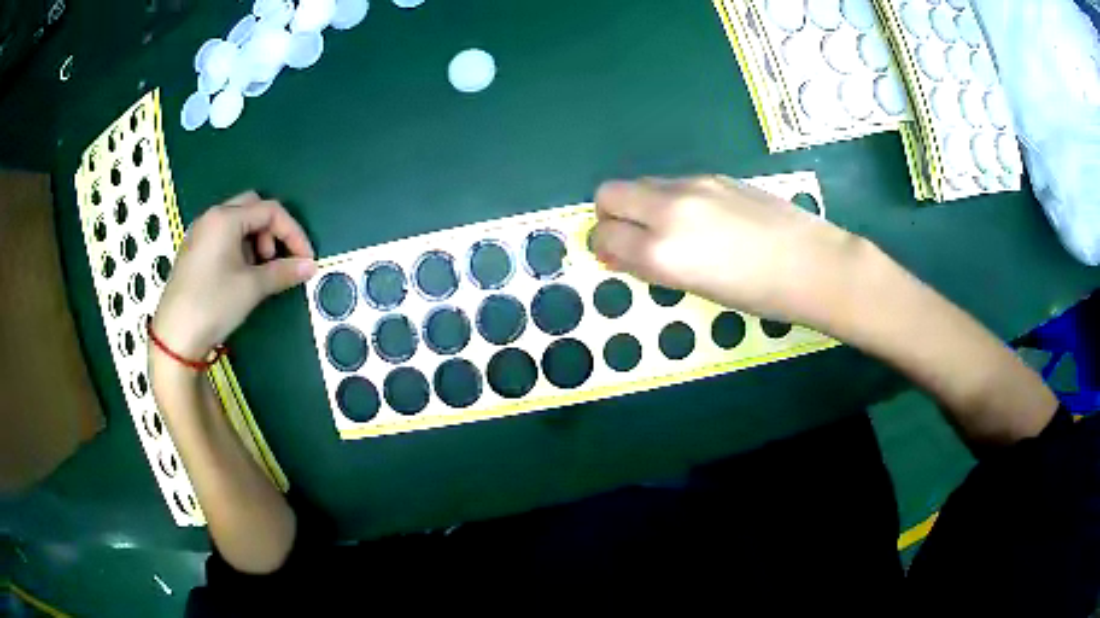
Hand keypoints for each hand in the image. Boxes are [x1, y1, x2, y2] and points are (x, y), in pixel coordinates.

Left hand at [152, 192, 316, 358]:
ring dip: (255, 240)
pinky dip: (238, 248)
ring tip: (256, 272)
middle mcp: (211, 217)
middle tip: (274, 260)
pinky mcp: (192, 251)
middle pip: (252, 208)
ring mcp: (199, 233)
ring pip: (237, 222)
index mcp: (226, 218)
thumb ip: (283, 272)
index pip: (270, 211)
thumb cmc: (213, 304)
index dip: (293, 233)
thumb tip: (310, 266)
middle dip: (271, 231)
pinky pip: (222, 237)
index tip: (306, 259)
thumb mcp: (252, 288)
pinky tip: (238, 275)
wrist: (175, 337)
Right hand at [589, 175, 860, 323]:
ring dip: (640, 204)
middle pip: (610, 193)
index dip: (602, 247)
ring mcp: (693, 185)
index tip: (613, 257)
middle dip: (609, 214)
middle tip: (630, 236)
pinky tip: (701, 219)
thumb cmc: (758, 295)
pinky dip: (669, 198)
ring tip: (669, 230)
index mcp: (662, 250)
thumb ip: (652, 265)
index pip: (605, 235)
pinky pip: (673, 182)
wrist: (812, 263)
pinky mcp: (715, 176)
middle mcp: (669, 209)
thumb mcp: (696, 289)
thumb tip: (622, 253)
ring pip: (642, 183)